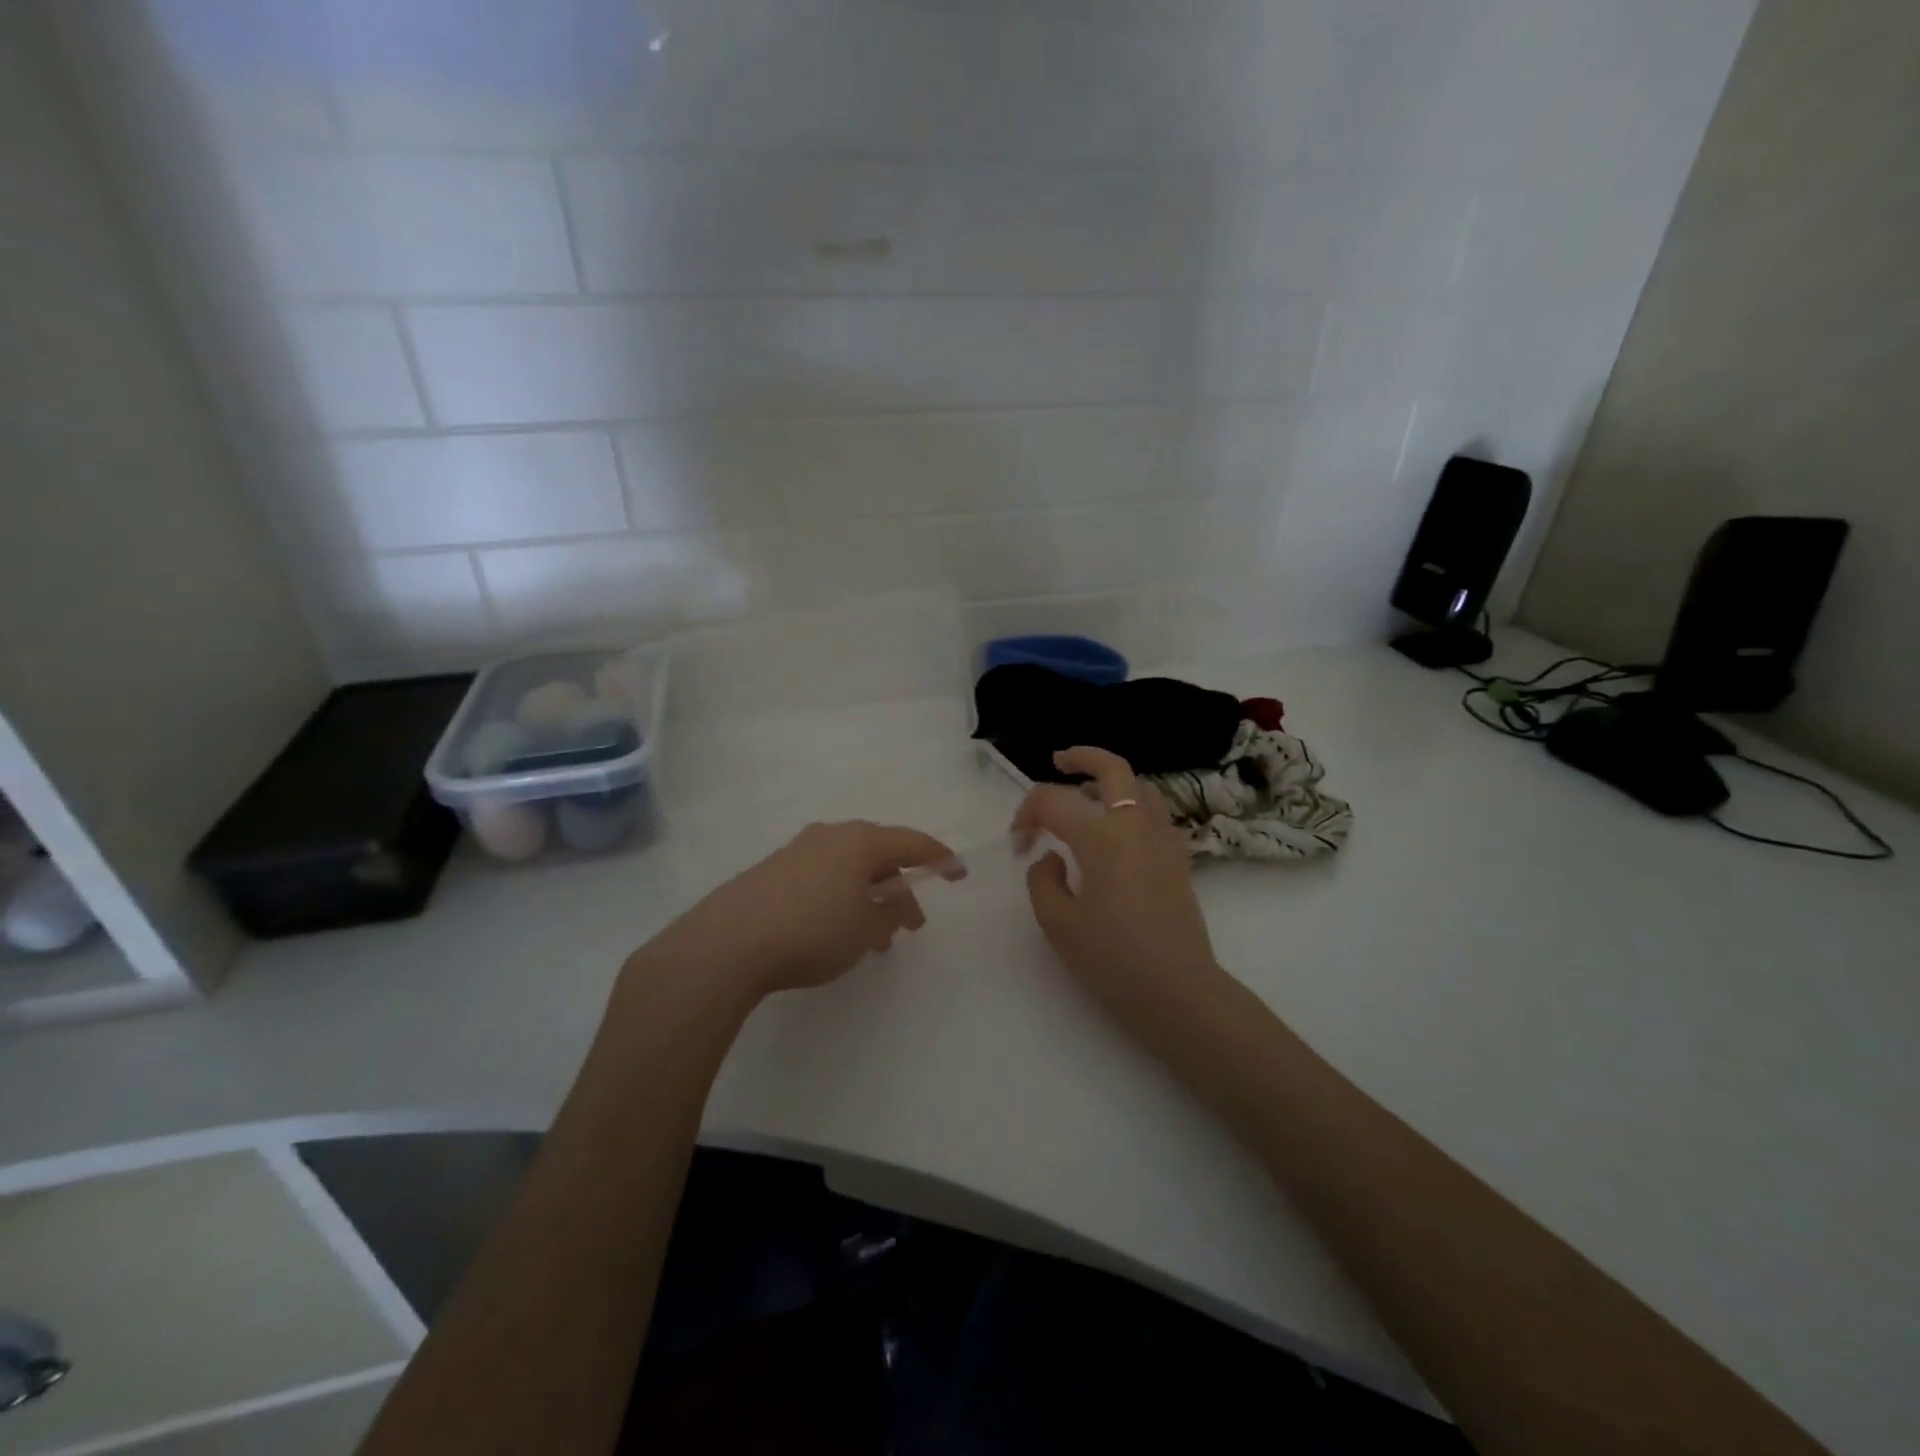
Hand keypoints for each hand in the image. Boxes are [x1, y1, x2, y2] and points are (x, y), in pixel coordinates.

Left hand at [638, 821, 961, 1002]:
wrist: (729, 942)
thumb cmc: (812, 931)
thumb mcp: (866, 930)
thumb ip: (890, 914)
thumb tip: (894, 904)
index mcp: (861, 841)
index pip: (912, 843)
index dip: (940, 859)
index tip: (959, 873)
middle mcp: (831, 836)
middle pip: (879, 855)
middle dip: (899, 889)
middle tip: (911, 925)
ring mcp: (798, 850)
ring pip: (849, 869)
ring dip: (868, 898)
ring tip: (873, 939)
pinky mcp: (773, 870)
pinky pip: (823, 877)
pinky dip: (841, 898)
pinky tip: (835, 930)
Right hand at [1014, 747, 1222, 1035]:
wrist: (1178, 990)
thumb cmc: (1112, 958)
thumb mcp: (1058, 923)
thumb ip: (1043, 880)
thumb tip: (1052, 857)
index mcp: (1101, 837)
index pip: (1054, 801)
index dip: (1027, 814)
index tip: (1018, 843)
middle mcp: (1135, 825)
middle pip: (1113, 769)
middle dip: (1082, 757)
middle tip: (1058, 761)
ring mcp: (1163, 839)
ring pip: (1141, 786)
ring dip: (1112, 780)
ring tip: (1088, 793)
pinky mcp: (1178, 858)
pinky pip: (1154, 812)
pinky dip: (1132, 804)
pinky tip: (1117, 830)